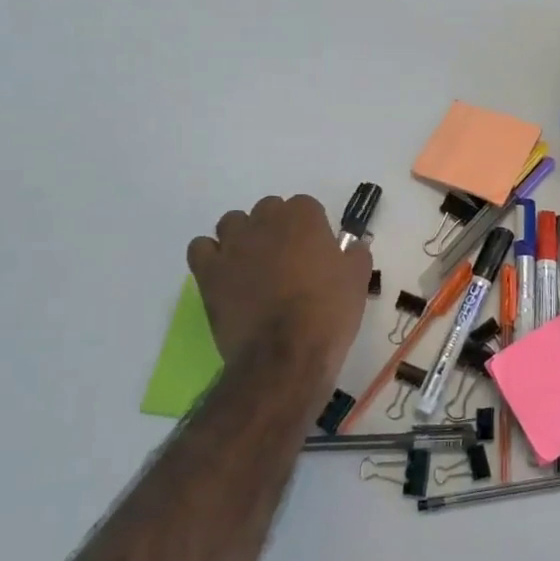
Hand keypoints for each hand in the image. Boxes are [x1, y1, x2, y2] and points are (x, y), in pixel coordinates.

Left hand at [186, 195, 370, 393]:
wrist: (285, 354)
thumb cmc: (328, 312)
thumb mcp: (358, 281)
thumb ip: (355, 254)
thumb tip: (351, 246)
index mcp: (303, 217)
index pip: (305, 206)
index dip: (311, 228)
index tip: (317, 251)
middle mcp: (265, 221)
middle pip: (268, 209)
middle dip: (277, 228)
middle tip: (288, 259)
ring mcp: (233, 244)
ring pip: (232, 222)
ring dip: (243, 236)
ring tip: (254, 264)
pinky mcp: (208, 271)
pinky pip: (201, 247)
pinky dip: (211, 255)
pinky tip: (225, 273)